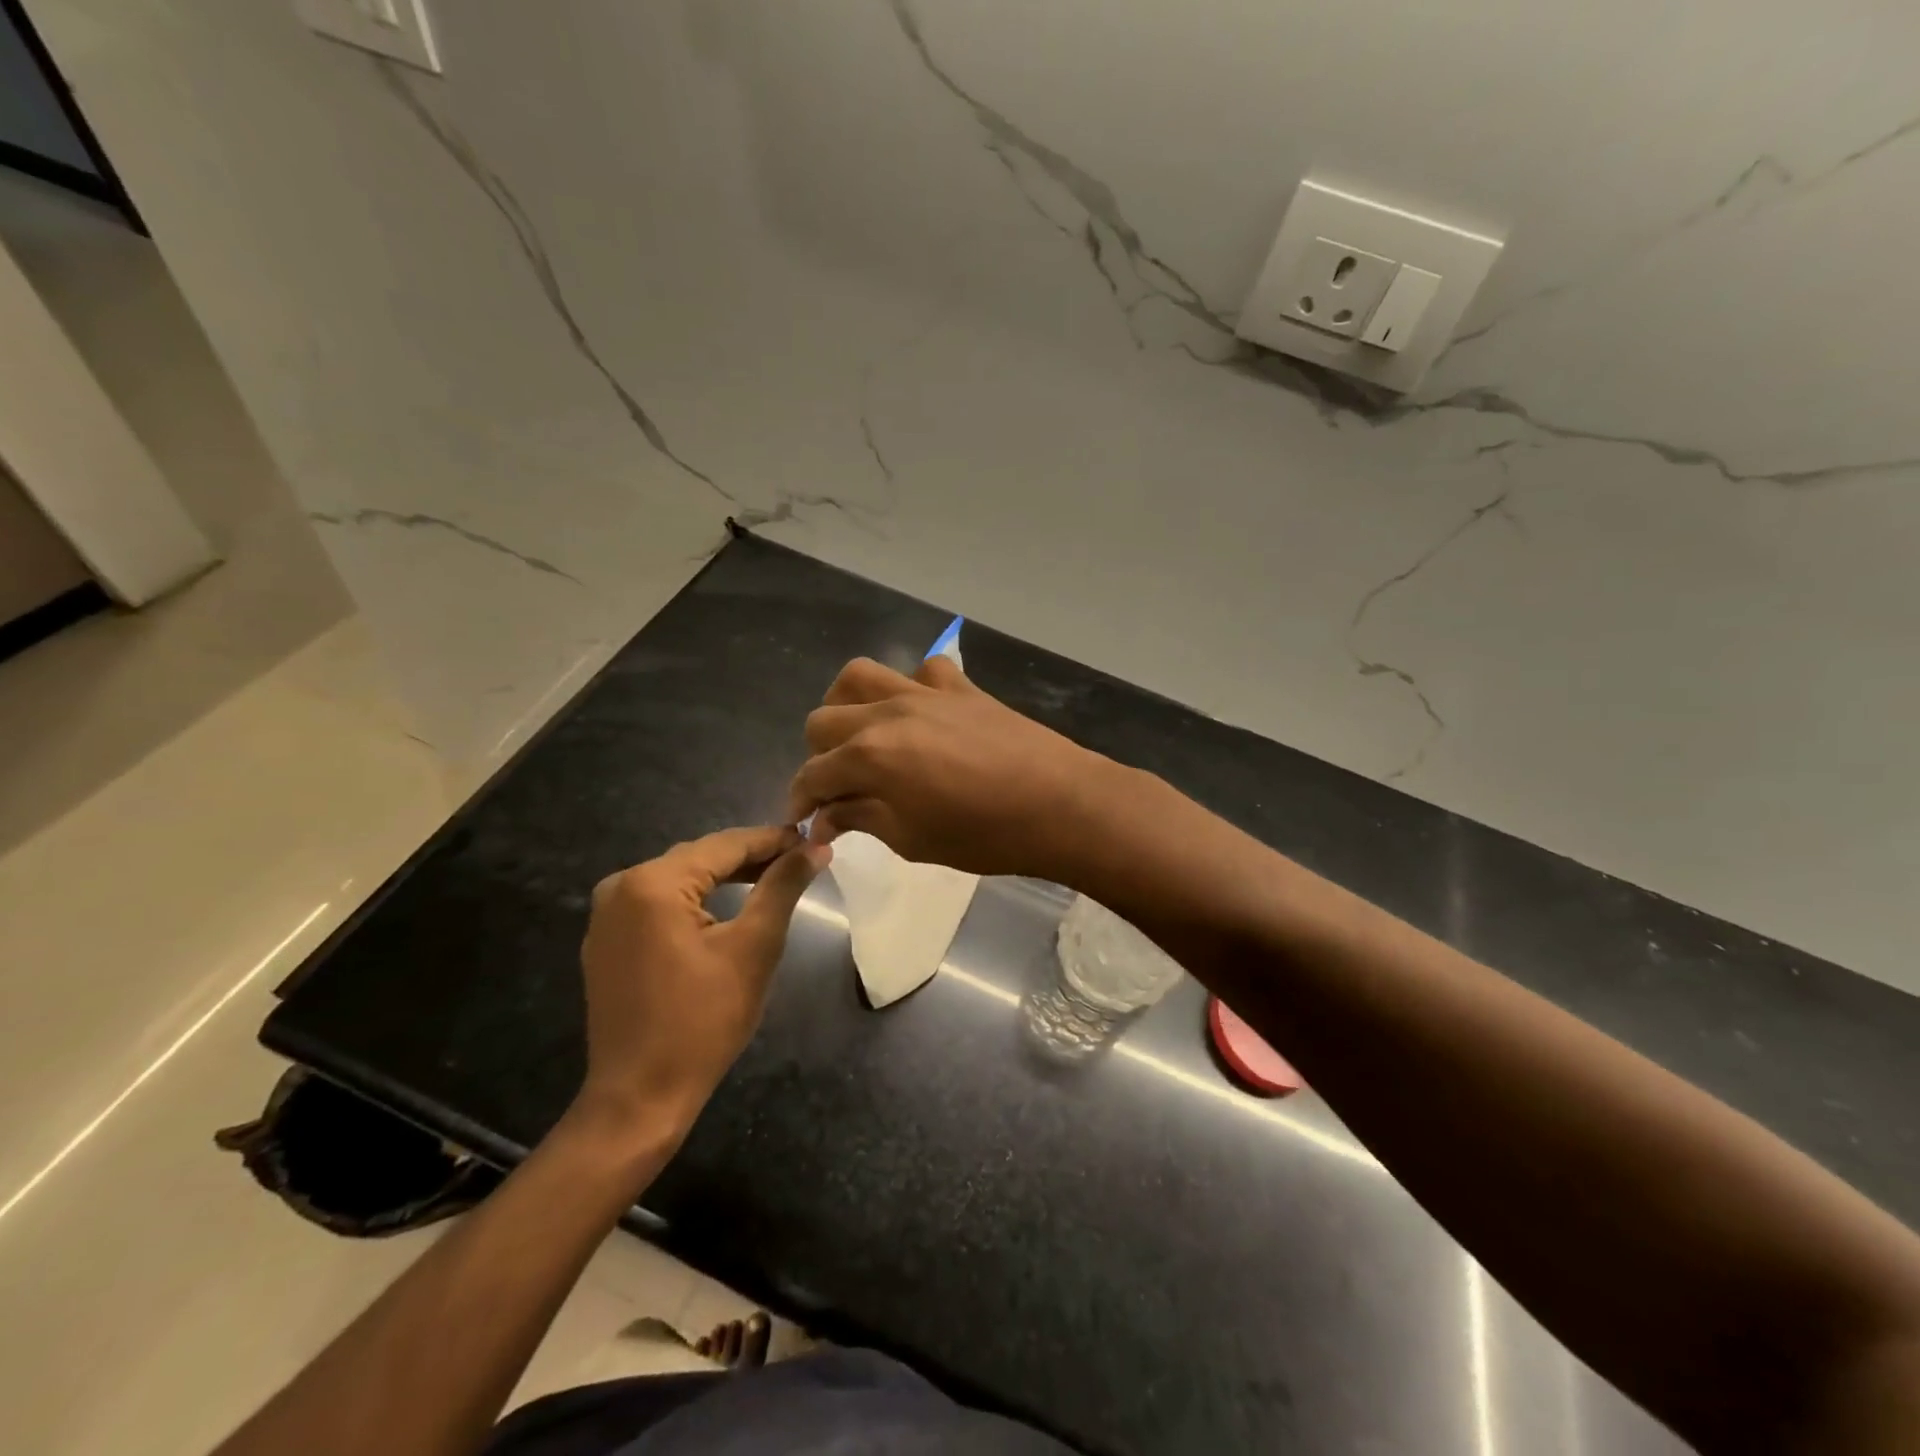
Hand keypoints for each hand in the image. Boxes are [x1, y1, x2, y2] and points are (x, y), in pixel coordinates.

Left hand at [575, 826, 827, 1140]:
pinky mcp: (607, 940)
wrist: (639, 1097)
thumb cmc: (703, 1021)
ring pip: (680, 878)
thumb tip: (816, 846)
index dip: (773, 840)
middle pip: (700, 858)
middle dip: (751, 858)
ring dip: (726, 877)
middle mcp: (621, 886)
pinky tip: (728, 907)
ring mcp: (607, 914)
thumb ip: (783, 886)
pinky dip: (697, 900)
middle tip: (800, 860)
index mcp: (653, 882)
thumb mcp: (754, 947)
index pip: (725, 845)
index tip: (812, 839)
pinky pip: (660, 903)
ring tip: (773, 879)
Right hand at [788, 656, 1114, 879]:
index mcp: (870, 755)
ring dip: (847, 705)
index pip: (813, 773)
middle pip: (823, 719)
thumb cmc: (984, 835)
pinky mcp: (962, 687)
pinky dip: (913, 686)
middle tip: (837, 786)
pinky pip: (925, 669)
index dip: (800, 800)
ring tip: (860, 734)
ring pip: (861, 676)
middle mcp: (887, 713)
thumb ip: (862, 819)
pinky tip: (921, 712)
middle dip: (818, 755)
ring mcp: (925, 692)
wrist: (1060, 804)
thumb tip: (826, 817)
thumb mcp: (912, 840)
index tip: (803, 820)